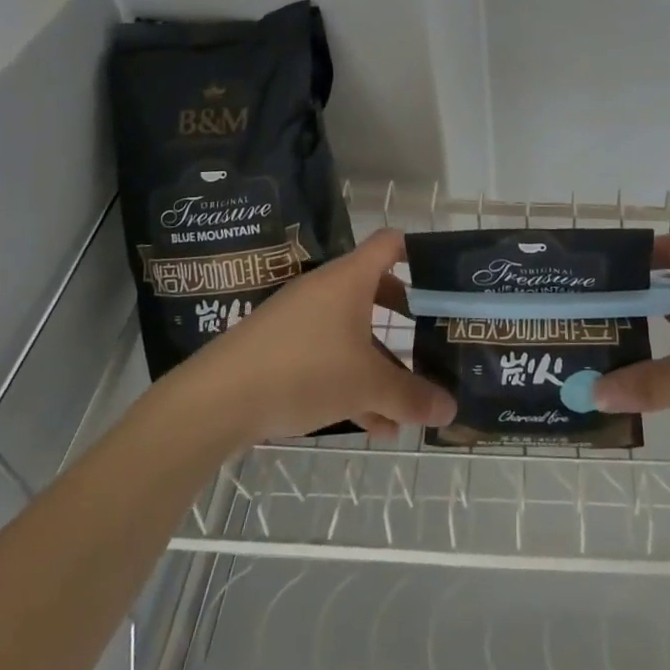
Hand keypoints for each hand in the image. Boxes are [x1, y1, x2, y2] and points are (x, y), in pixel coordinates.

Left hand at [181, 229, 455, 442]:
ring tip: (407, 404)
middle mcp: (326, 289)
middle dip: (406, 318)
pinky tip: (373, 426)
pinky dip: (352, 381)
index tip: (443, 279)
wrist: (217, 398)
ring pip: (353, 332)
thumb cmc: (304, 369)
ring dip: (381, 363)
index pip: (391, 244)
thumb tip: (451, 409)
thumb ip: (410, 396)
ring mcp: (301, 318)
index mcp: (350, 279)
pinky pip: (329, 356)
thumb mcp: (366, 385)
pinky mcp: (282, 347)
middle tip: (432, 338)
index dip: (419, 253)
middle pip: (376, 291)